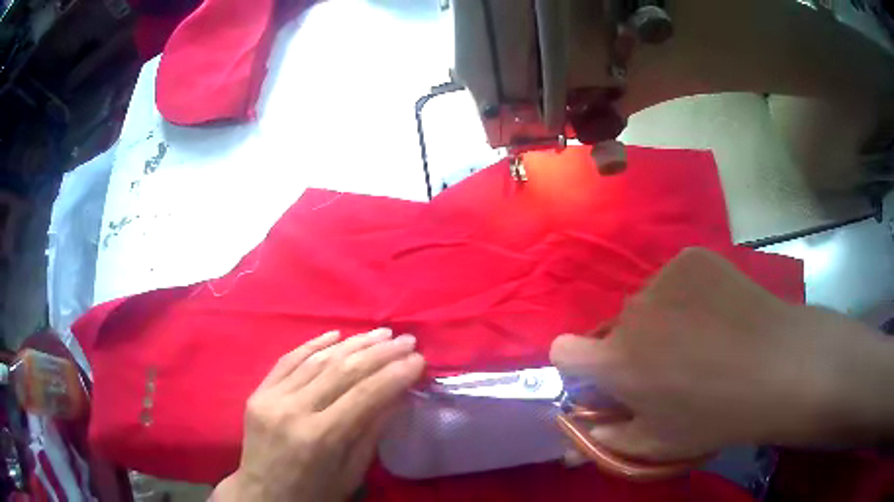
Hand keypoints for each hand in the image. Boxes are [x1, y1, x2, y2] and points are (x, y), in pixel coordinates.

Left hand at [213, 328, 423, 501]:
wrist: (261, 496)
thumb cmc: (313, 494)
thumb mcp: (350, 475)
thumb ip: (371, 433)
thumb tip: (396, 395)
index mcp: (319, 438)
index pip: (364, 395)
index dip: (395, 374)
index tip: (419, 359)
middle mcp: (293, 410)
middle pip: (342, 371)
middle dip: (379, 353)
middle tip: (405, 340)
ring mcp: (271, 397)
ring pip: (317, 360)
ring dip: (353, 343)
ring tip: (380, 333)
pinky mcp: (258, 392)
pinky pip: (288, 360)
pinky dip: (314, 344)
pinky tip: (336, 334)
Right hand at [551, 248, 893, 461]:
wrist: (776, 364)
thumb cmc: (714, 415)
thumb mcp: (656, 444)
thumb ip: (606, 440)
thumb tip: (572, 440)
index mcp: (616, 360)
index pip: (563, 351)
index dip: (580, 369)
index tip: (607, 381)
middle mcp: (631, 311)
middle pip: (615, 330)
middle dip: (631, 349)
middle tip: (670, 367)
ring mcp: (664, 277)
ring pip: (647, 303)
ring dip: (661, 321)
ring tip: (701, 339)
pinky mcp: (692, 257)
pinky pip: (674, 279)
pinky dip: (686, 294)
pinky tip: (717, 312)